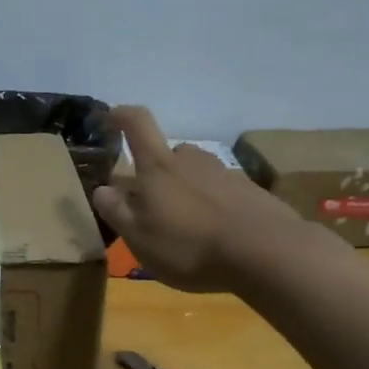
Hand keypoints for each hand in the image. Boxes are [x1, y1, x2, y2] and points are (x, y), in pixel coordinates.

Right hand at [92, 107, 302, 291]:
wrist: (266, 253)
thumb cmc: (189, 246)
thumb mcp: (140, 238)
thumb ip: (117, 212)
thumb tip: (102, 189)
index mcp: (159, 167)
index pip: (138, 124)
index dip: (122, 115)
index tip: (111, 115)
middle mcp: (192, 160)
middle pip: (171, 156)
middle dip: (160, 173)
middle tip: (155, 205)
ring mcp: (226, 173)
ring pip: (198, 175)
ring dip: (189, 192)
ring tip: (189, 227)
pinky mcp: (252, 192)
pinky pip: (224, 193)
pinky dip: (215, 207)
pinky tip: (218, 236)